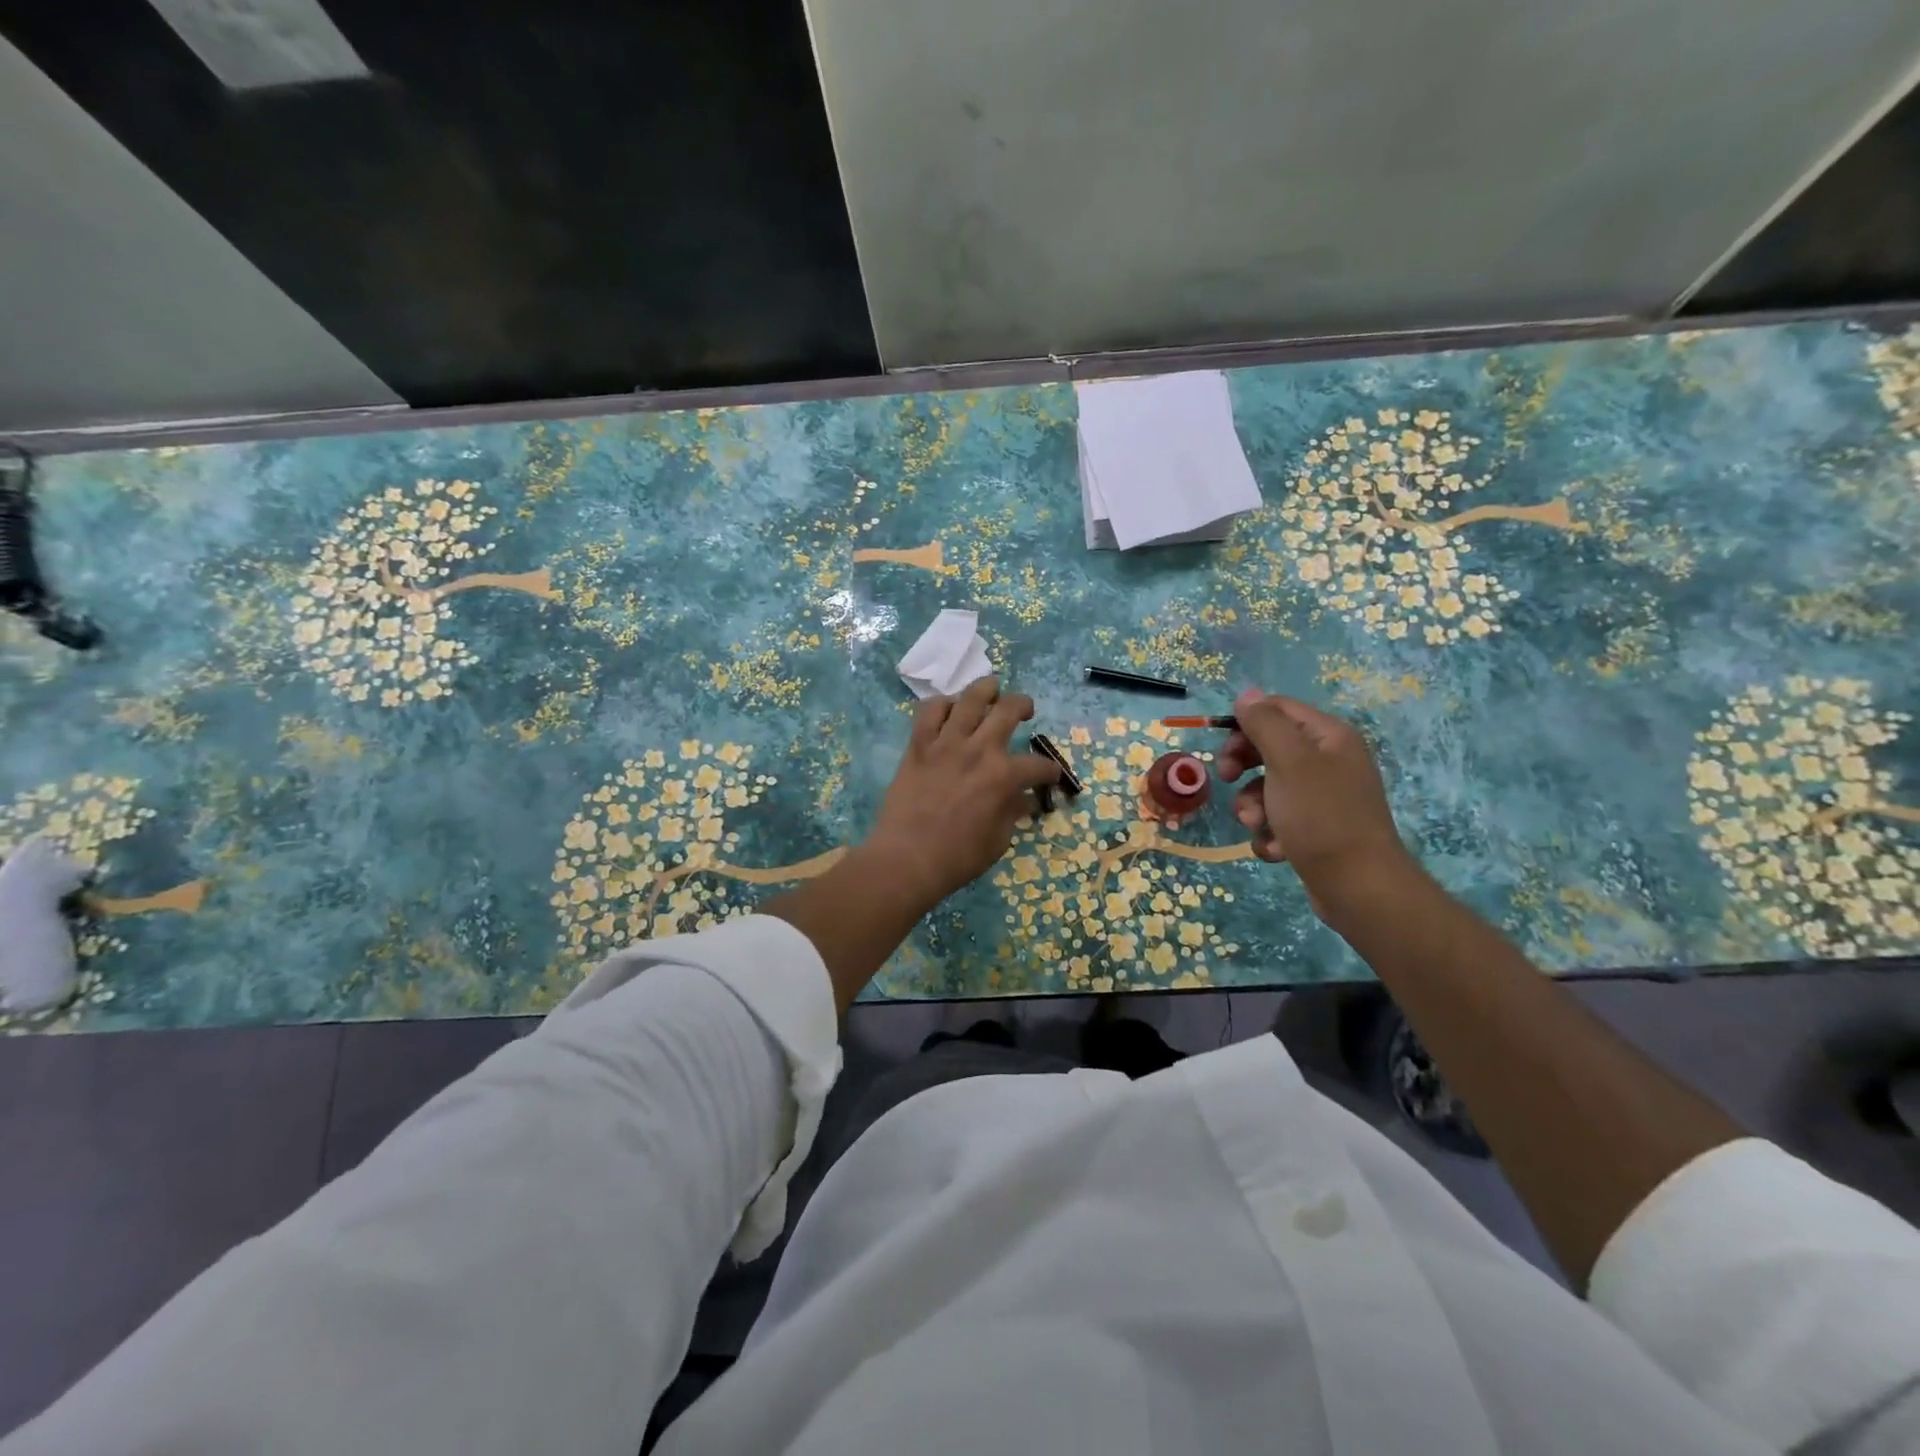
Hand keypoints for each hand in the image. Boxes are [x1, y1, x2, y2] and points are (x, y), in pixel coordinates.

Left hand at [864, 676, 1061, 905]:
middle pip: (1008, 710)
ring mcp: (946, 744)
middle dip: (1023, 705)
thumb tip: (1025, 799)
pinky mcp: (918, 746)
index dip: (1049, 771)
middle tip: (1025, 709)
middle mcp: (979, 750)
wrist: (907, 859)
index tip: (1050, 776)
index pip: (1038, 765)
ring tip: (992, 687)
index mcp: (1004, 777)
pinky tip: (949, 708)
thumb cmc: (957, 857)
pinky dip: (941, 704)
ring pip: (970, 699)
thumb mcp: (998, 840)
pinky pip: (929, 712)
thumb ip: (1013, 812)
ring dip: (986, 689)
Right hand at [1215, 687, 1418, 918]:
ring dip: (1252, 806)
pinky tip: (1275, 850)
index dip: (1245, 725)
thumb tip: (1247, 695)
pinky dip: (1270, 834)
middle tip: (1227, 780)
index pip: (1277, 709)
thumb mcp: (1288, 761)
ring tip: (1258, 827)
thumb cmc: (1321, 816)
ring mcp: (1323, 797)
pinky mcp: (1316, 829)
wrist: (1358, 887)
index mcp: (1328, 736)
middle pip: (1268, 747)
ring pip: (1267, 787)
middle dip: (1243, 767)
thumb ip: (1265, 724)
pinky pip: (1278, 820)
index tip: (1224, 751)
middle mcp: (1329, 760)